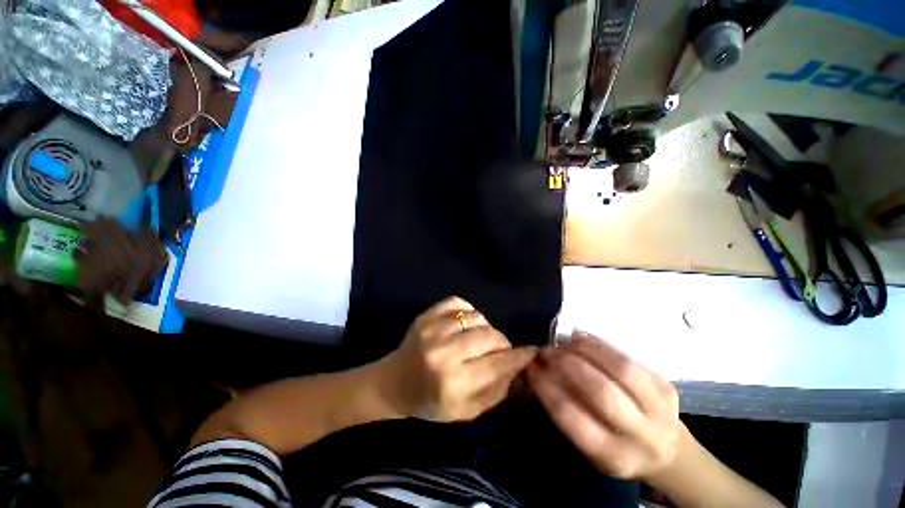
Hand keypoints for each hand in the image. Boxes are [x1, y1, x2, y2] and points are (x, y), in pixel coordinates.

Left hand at [382, 297, 536, 421]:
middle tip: (500, 349)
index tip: (532, 352)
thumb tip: (520, 368)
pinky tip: (465, 324)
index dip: (519, 356)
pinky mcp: (426, 314)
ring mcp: (433, 328)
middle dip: (502, 342)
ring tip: (478, 339)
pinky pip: (459, 302)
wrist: (395, 382)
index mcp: (452, 383)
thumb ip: (496, 391)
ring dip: (485, 327)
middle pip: (489, 336)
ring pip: (477, 317)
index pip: (497, 364)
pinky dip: (468, 312)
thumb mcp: (466, 410)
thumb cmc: (430, 402)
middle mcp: (443, 352)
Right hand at [528, 334, 680, 480]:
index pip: (574, 418)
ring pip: (621, 369)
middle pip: (602, 393)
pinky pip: (630, 358)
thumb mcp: (591, 446)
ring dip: (586, 350)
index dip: (548, 388)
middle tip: (547, 351)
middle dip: (568, 365)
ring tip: (563, 341)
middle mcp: (643, 437)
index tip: (531, 368)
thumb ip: (568, 412)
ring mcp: (661, 409)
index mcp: (615, 458)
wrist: (669, 452)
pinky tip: (581, 339)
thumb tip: (540, 372)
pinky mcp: (667, 386)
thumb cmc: (618, 448)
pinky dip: (600, 345)